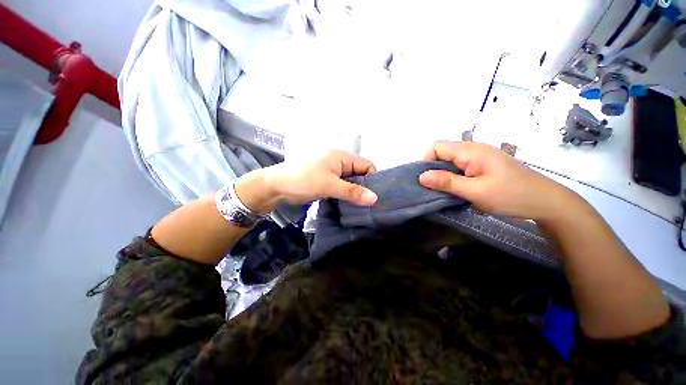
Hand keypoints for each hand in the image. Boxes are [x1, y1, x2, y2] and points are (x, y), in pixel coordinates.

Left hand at [235, 150, 377, 213]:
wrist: (278, 186)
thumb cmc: (304, 180)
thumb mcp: (330, 186)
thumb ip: (352, 192)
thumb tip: (375, 198)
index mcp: (342, 157)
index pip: (366, 165)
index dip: (373, 179)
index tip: (376, 196)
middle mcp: (339, 162)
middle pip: (359, 173)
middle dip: (365, 187)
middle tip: (371, 204)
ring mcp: (333, 171)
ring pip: (351, 181)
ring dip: (355, 192)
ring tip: (362, 206)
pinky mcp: (327, 180)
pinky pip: (342, 186)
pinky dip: (346, 194)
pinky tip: (350, 204)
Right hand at [418, 141, 573, 219]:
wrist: (547, 202)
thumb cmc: (511, 195)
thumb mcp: (475, 191)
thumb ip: (446, 182)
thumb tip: (421, 176)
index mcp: (471, 151)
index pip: (436, 146)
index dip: (426, 161)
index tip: (426, 180)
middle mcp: (473, 150)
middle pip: (442, 153)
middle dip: (433, 170)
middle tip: (434, 189)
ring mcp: (480, 158)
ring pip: (450, 161)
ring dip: (443, 175)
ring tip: (444, 191)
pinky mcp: (484, 166)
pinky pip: (460, 168)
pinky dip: (453, 178)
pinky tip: (457, 190)